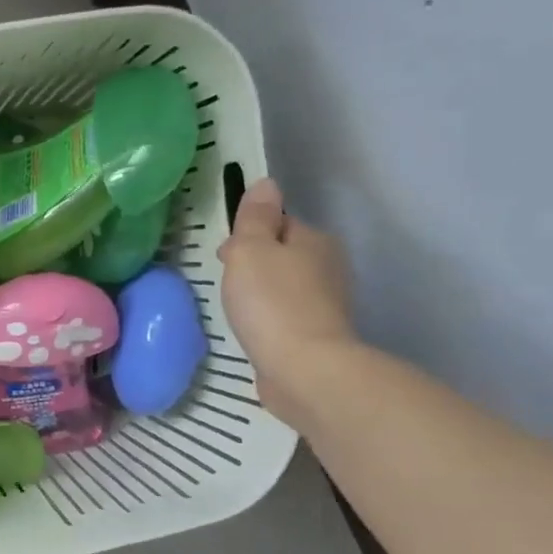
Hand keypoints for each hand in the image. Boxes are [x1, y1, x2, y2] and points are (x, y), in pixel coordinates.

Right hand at [216, 178, 357, 432]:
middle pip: (283, 254)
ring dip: (262, 293)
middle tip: (226, 283)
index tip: (225, 255)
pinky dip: (270, 319)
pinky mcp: (317, 336)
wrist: (304, 370)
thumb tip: (265, 184)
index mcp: (314, 240)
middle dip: (256, 263)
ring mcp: (326, 304)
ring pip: (285, 286)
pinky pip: (286, 316)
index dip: (249, 234)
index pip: (279, 223)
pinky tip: (254, 331)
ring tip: (237, 309)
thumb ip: (255, 218)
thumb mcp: (251, 250)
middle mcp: (328, 267)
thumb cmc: (271, 303)